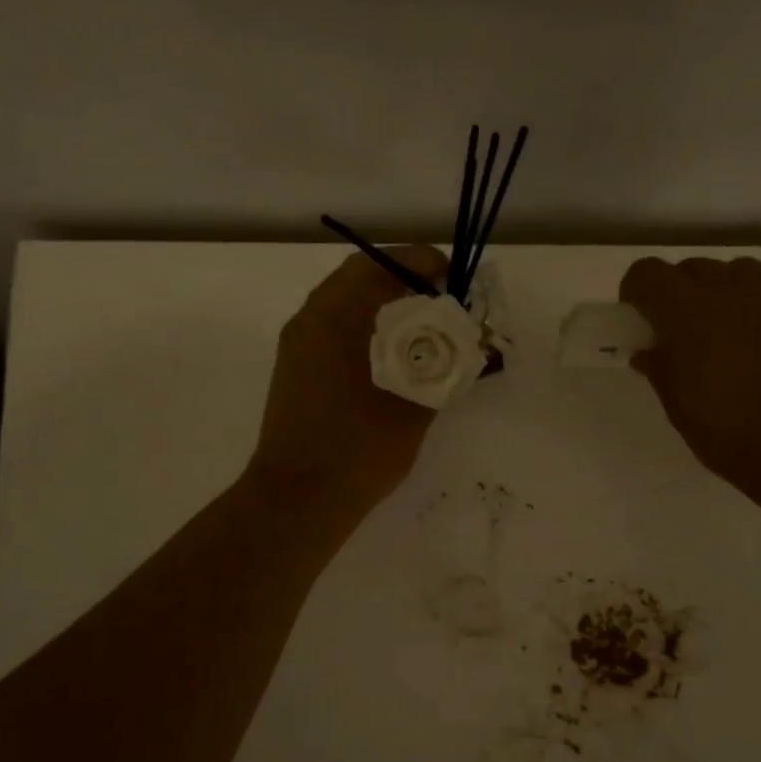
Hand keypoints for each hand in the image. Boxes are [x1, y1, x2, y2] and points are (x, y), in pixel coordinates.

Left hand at [247, 245, 450, 513]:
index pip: (383, 262)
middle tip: (443, 307)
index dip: (424, 264)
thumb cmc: (360, 447)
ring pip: (347, 305)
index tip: (455, 282)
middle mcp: (311, 317)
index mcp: (338, 314)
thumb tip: (465, 342)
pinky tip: (393, 364)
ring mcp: (298, 344)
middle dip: (406, 284)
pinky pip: (335, 331)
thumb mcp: (416, 404)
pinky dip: (366, 332)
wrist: (298, 498)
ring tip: (424, 337)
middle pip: (362, 277)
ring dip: (385, 309)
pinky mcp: (295, 370)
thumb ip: (445, 364)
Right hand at [619, 256, 760, 493]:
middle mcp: (735, 289)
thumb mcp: (681, 410)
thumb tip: (649, 352)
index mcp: (689, 312)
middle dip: (684, 292)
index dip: (638, 290)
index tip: (639, 315)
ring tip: (735, 338)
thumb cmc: (734, 436)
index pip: (648, 273)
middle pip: (696, 268)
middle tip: (687, 332)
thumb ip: (662, 371)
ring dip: (730, 297)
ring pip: (745, 276)